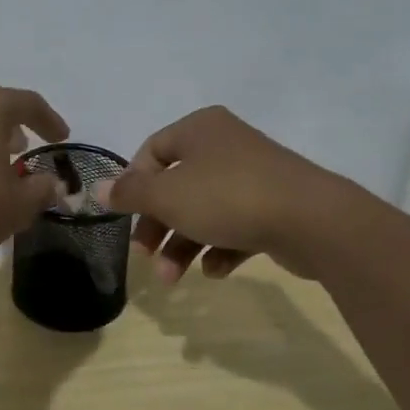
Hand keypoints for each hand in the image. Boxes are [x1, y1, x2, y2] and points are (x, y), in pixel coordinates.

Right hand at [97, 105, 361, 282]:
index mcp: (199, 129)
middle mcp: (226, 145)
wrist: (313, 220)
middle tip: (145, 255)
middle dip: (157, 226)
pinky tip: (216, 271)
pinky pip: (237, 226)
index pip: (152, 151)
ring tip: (174, 279)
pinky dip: (220, 248)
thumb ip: (130, 193)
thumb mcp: (167, 196)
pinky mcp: (277, 207)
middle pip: (176, 186)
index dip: (133, 184)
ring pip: (205, 210)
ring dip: (183, 246)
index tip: (125, 215)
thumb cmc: (227, 197)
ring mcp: (255, 176)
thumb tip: (96, 188)